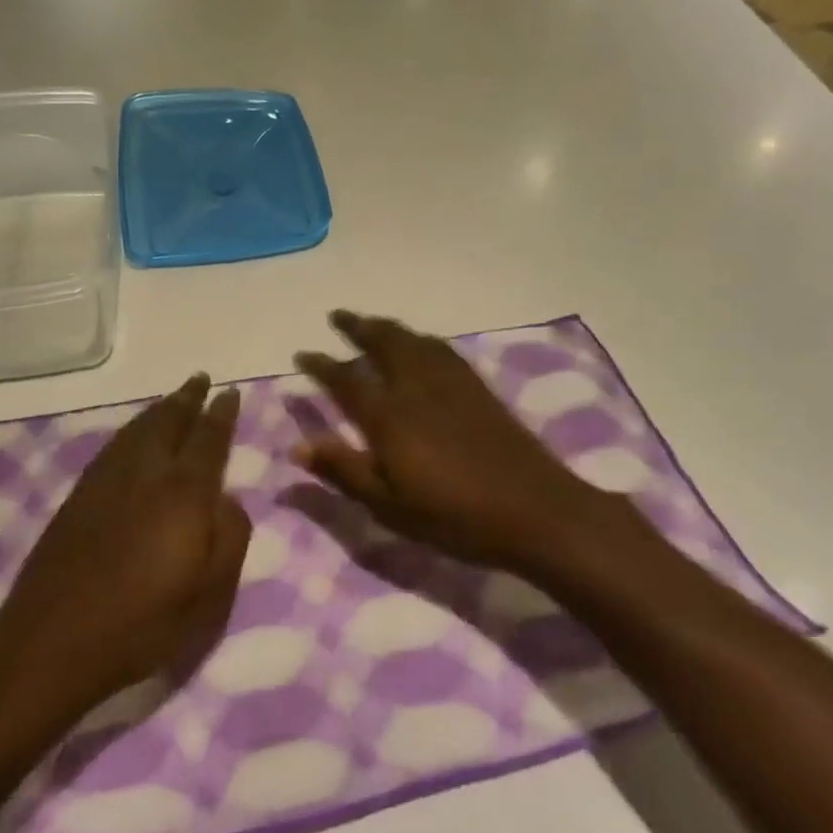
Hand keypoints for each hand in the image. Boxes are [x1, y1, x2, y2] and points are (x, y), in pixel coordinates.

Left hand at [0, 374, 252, 718]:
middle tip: (200, 379)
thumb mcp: (209, 594)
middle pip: (169, 421)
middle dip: (187, 398)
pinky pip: (114, 445)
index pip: (209, 438)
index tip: (231, 391)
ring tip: (172, 399)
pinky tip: (132, 436)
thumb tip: (228, 498)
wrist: (52, 640)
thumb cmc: (143, 623)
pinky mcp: (78, 496)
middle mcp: (145, 473)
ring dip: (159, 409)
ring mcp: (106, 481)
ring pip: (137, 429)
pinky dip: (131, 430)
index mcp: (184, 492)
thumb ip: (230, 537)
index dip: (221, 413)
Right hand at [294, 311, 612, 577]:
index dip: (322, 365)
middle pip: (384, 344)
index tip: (302, 354)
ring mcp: (451, 384)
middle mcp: (417, 388)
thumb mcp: (389, 505)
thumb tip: (298, 445)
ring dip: (387, 327)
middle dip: (357, 327)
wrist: (534, 510)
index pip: (346, 380)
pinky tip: (422, 344)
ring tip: (372, 323)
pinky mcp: (478, 389)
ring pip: (413, 341)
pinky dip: (421, 339)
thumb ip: (344, 471)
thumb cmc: (454, 516)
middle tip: (337, 316)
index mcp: (390, 417)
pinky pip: (442, 350)